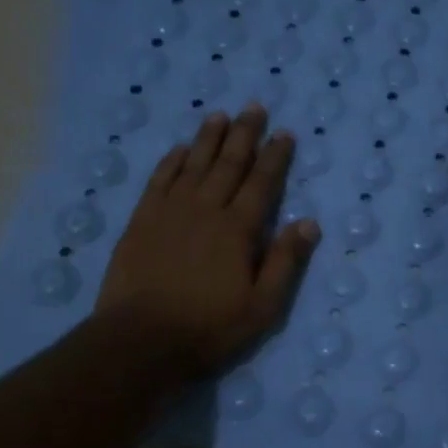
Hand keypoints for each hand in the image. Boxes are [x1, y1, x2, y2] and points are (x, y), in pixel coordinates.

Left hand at [97, 104, 319, 375]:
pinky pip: (159, 180)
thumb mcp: (262, 307)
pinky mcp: (141, 221)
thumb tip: (308, 223)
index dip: (275, 157)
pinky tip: (179, 149)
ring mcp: (170, 212)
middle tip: (254, 107)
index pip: (262, 183)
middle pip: (229, 164)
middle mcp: (206, 210)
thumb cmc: (209, 328)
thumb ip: (285, 262)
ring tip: (219, 115)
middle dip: (244, 134)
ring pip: (194, 165)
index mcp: (238, 229)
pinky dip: (171, 161)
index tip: (284, 133)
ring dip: (208, 139)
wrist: (139, 340)